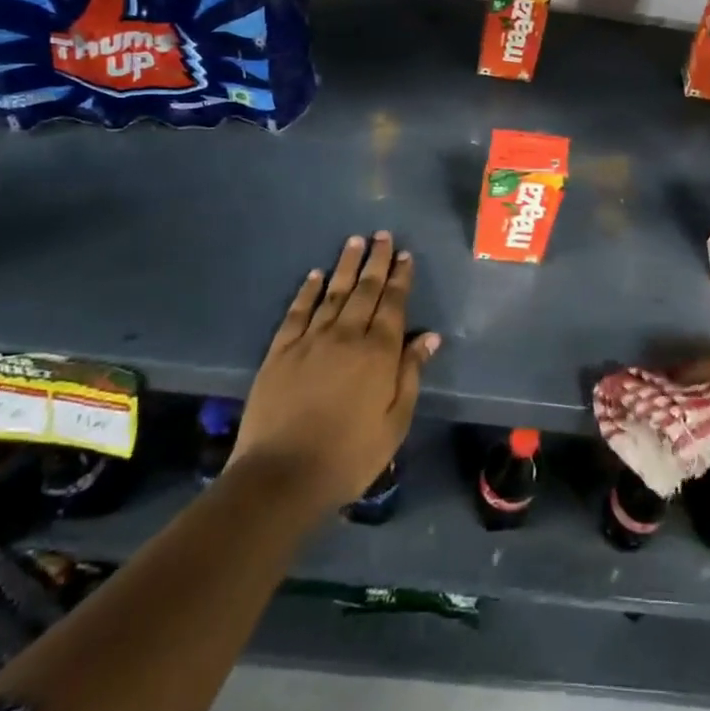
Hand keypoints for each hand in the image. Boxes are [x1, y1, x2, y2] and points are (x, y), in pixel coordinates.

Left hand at [231, 232, 438, 517]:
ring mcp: (310, 341)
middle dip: (376, 260)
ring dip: (346, 265)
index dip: (400, 277)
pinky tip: (315, 275)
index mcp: (378, 353)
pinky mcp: (280, 352)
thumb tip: (429, 336)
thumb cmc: (349, 455)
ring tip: (354, 241)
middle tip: (382, 235)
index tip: (404, 254)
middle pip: (365, 290)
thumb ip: (410, 374)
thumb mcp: (395, 422)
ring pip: (333, 293)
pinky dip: (307, 291)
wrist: (281, 475)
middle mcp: (346, 336)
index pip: (393, 304)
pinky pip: (297, 312)